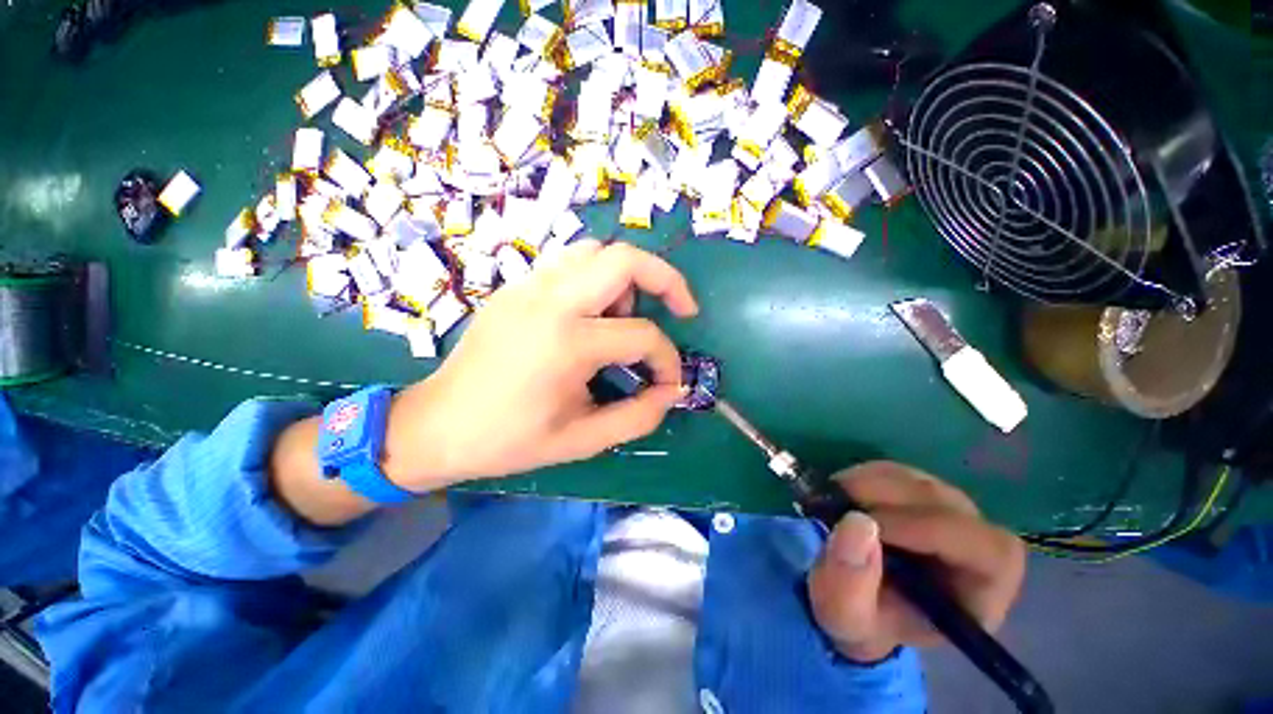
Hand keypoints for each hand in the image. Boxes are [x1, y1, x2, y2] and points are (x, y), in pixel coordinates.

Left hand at [382, 240, 698, 490]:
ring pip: (596, 252)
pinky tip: (593, 315)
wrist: (437, 425)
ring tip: (626, 317)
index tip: (669, 383)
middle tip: (681, 308)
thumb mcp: (582, 440)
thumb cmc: (509, 440)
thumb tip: (672, 391)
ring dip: (626, 279)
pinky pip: (569, 264)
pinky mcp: (517, 287)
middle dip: (666, 279)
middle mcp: (550, 301)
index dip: (668, 360)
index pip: (643, 336)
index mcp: (567, 342)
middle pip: (624, 259)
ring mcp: (529, 287)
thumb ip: (638, 416)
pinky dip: (596, 279)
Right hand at [807, 462, 1025, 662]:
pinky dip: (860, 476)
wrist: (857, 599)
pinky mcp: (919, 488)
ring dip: (865, 485)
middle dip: (882, 498)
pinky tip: (840, 495)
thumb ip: (849, 585)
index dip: (925, 529)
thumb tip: (857, 523)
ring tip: (828, 503)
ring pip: (915, 481)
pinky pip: (894, 471)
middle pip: (944, 504)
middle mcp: (978, 542)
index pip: (983, 548)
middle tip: (830, 503)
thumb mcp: (845, 616)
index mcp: (983, 590)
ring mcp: (949, 509)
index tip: (860, 522)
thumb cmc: (863, 618)